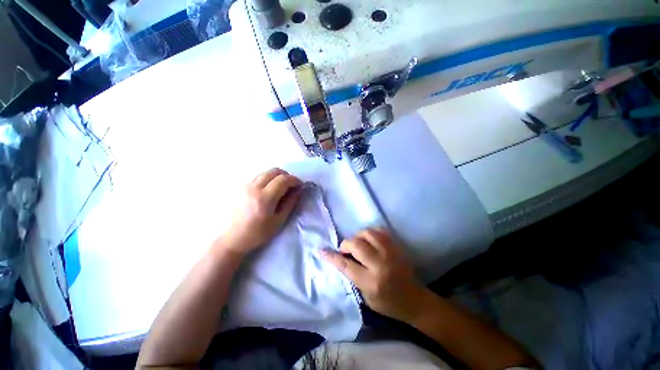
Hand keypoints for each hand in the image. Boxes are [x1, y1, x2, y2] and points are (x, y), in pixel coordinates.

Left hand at [218, 168, 302, 255]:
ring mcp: (245, 186)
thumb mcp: (279, 219)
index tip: (300, 185)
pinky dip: (267, 179)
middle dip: (286, 175)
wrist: (234, 238)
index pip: (283, 180)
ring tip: (280, 187)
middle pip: (274, 171)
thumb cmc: (259, 232)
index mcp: (265, 198)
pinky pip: (258, 177)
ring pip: (265, 172)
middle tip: (291, 185)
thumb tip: (299, 189)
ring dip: (276, 176)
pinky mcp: (240, 187)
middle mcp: (254, 187)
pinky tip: (269, 190)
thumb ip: (290, 202)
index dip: (294, 180)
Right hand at [321, 228, 426, 322]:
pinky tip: (370, 239)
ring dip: (358, 236)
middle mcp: (380, 264)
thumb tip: (341, 259)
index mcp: (371, 282)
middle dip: (346, 244)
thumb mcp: (366, 298)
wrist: (415, 300)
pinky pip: (381, 230)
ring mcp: (391, 252)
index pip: (346, 265)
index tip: (322, 250)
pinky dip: (372, 232)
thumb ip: (353, 277)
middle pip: (356, 244)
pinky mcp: (397, 246)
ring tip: (358, 243)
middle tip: (345, 250)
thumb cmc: (388, 304)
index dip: (332, 257)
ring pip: (368, 233)